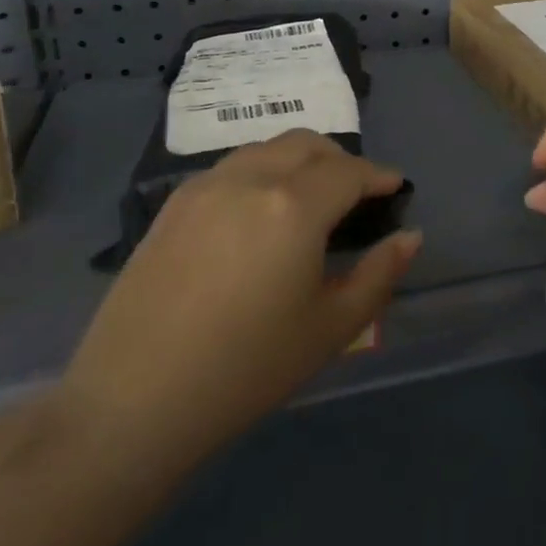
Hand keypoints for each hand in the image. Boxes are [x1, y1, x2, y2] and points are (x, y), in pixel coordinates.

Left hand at [64, 131, 418, 472]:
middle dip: (341, 159)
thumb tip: (411, 237)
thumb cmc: (247, 368)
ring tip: (310, 198)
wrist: (134, 401)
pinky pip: (231, 168)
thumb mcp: (331, 328)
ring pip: (266, 148)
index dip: (378, 176)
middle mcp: (250, 179)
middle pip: (307, 144)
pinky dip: (261, 172)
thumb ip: (379, 275)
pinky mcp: (173, 206)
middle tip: (356, 192)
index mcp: (294, 205)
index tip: (395, 187)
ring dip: (299, 160)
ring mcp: (205, 187)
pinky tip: (259, 213)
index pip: (349, 171)